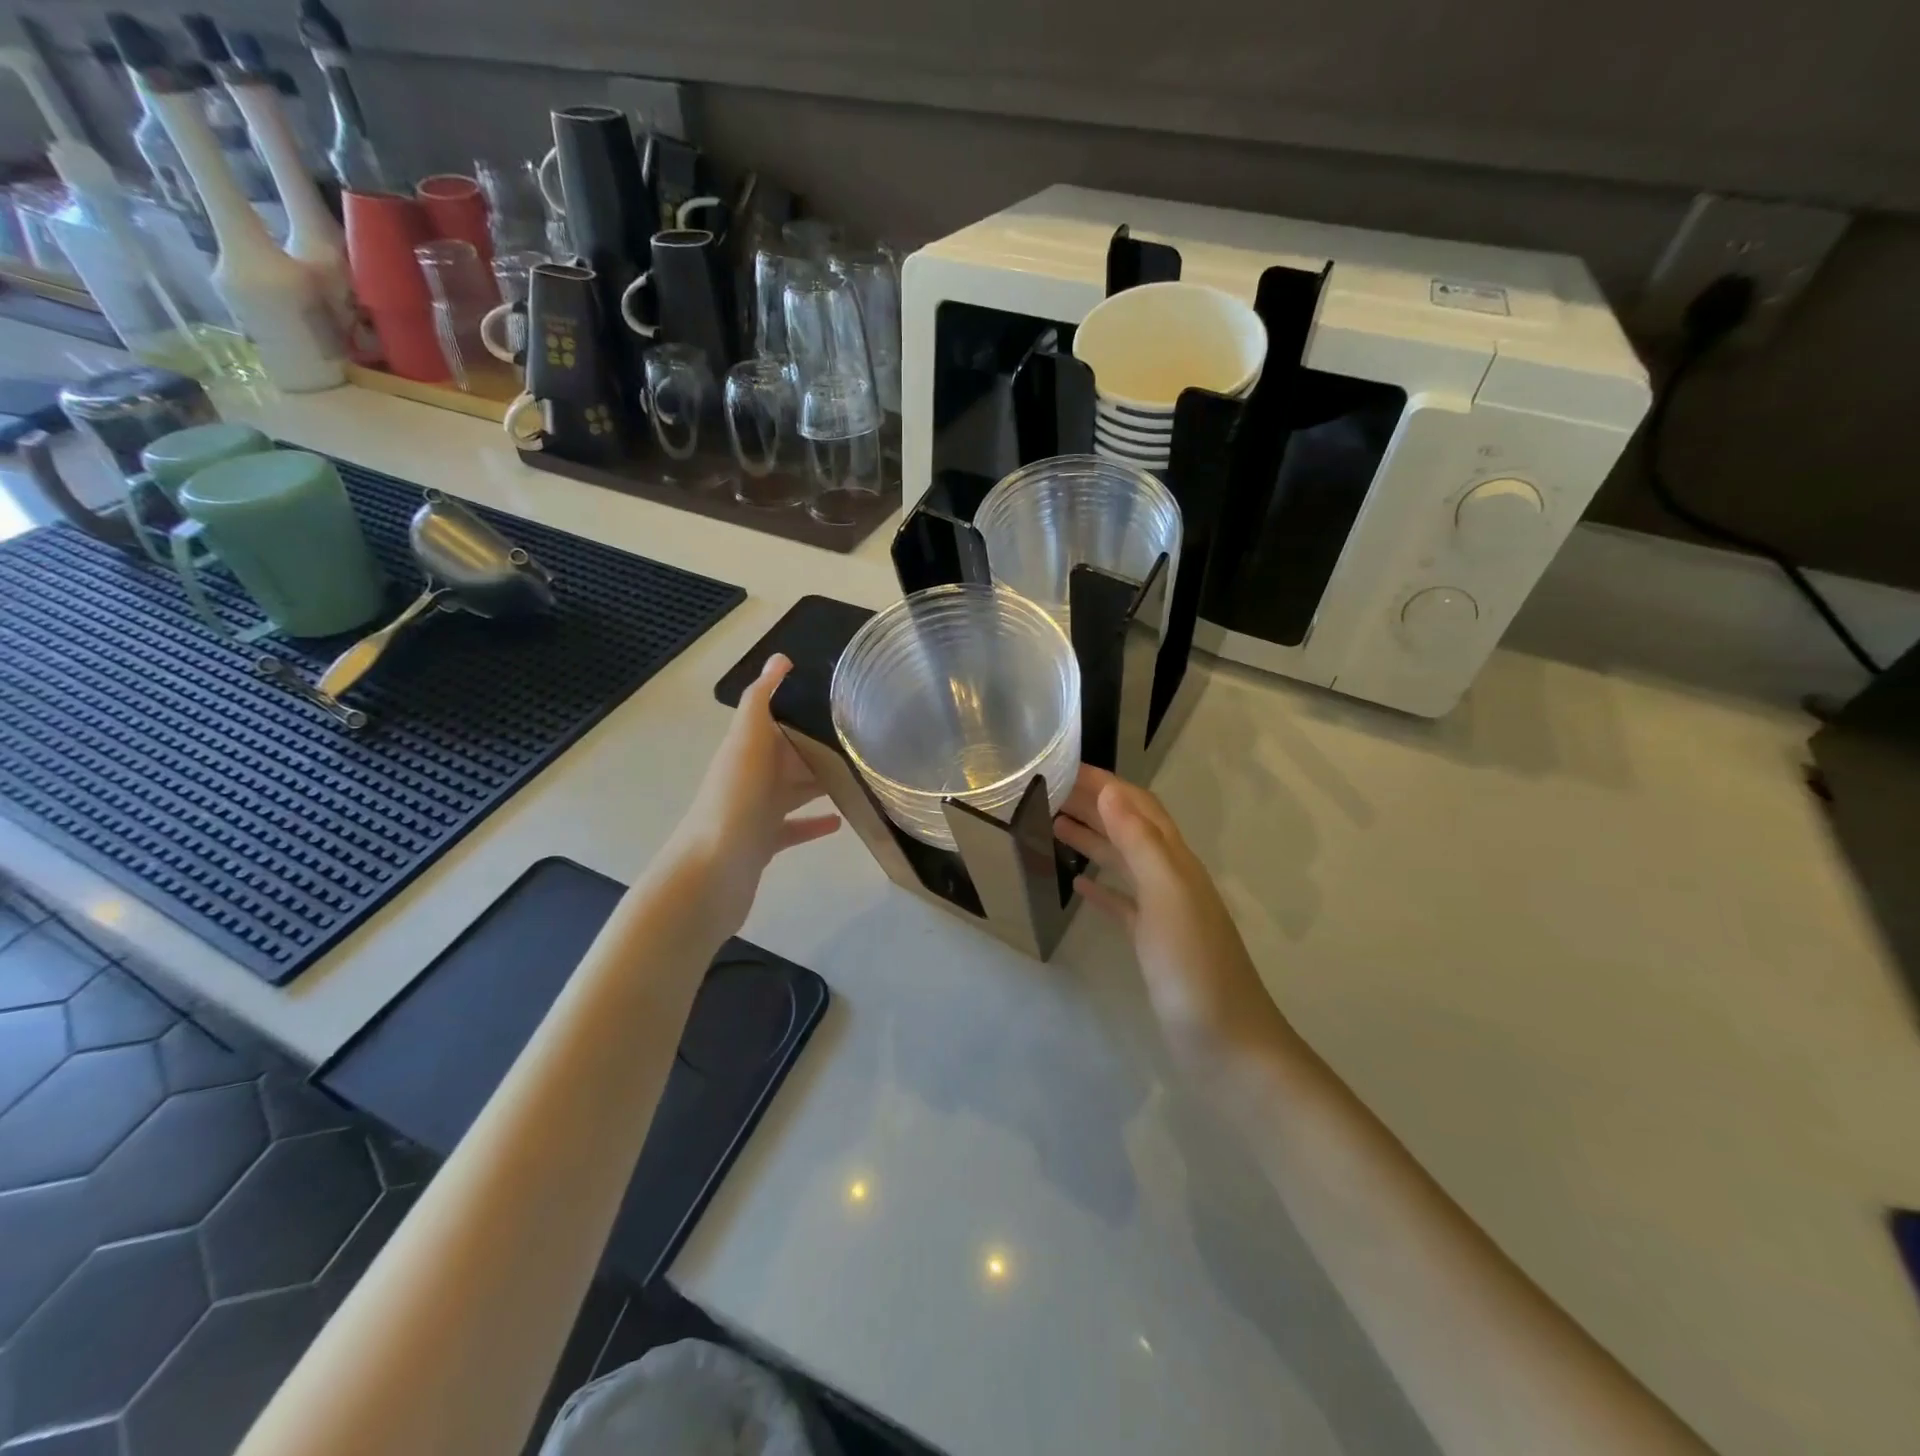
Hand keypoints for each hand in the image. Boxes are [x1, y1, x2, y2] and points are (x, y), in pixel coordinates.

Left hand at [666, 655, 839, 937]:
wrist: (712, 872)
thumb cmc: (734, 800)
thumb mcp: (747, 741)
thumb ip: (761, 701)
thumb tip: (780, 658)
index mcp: (746, 748)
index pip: (777, 720)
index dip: (804, 708)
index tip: (844, 700)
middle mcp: (750, 776)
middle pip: (790, 755)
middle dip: (820, 746)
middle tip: (865, 741)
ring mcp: (757, 811)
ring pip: (794, 790)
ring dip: (821, 782)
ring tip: (861, 777)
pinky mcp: (765, 842)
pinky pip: (794, 827)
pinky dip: (815, 823)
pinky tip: (841, 820)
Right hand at [1055, 766, 1292, 1070]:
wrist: (1227, 1046)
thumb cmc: (1194, 968)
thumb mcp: (1167, 897)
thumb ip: (1141, 843)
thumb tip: (1111, 791)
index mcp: (1175, 862)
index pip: (1138, 806)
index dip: (1104, 783)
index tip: (1062, 766)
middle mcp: (1170, 878)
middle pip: (1129, 828)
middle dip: (1094, 804)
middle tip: (1047, 791)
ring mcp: (1163, 912)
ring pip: (1123, 862)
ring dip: (1092, 838)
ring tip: (1052, 824)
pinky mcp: (1153, 943)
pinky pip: (1123, 903)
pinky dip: (1101, 886)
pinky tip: (1077, 884)